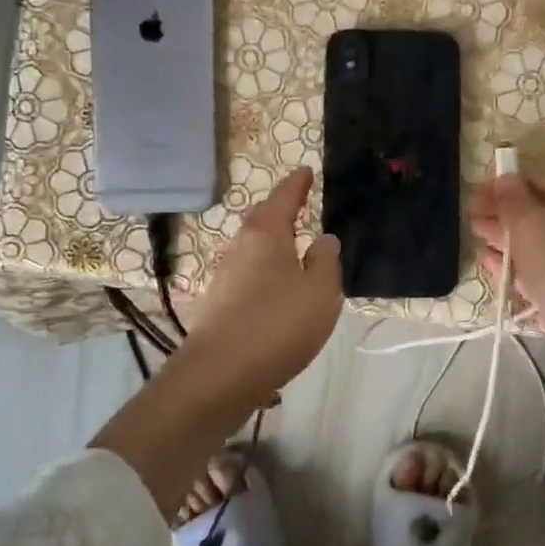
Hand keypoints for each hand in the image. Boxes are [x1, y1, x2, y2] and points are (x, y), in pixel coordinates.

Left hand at [185, 166, 341, 404]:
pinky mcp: (219, 307)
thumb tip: (322, 240)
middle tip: (298, 208)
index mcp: (265, 235)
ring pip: (253, 252)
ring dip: (272, 248)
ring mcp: (224, 279)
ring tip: (293, 252)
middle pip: (262, 222)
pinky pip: (248, 278)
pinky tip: (276, 292)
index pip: (283, 198)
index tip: (305, 171)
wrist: (221, 374)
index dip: (296, 184)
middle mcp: (239, 249)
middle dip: (279, 213)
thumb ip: (325, 260)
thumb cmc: (279, 323)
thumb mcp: (321, 290)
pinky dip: (265, 276)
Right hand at [470, 173, 544, 392]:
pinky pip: (536, 276)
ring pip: (535, 249)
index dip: (505, 188)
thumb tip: (505, 178)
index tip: (475, 196)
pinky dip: (515, 270)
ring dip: (505, 244)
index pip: (538, 186)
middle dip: (502, 217)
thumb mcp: (530, 223)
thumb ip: (512, 199)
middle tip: (471, 219)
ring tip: (477, 241)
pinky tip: (493, 268)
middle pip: (536, 218)